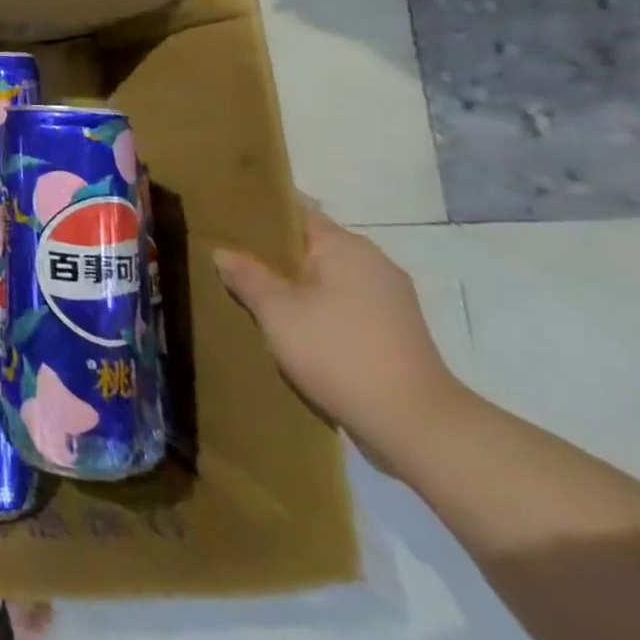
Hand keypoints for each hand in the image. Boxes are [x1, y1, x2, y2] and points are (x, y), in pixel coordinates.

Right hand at [214, 204, 465, 473]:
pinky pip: (342, 303)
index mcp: (347, 247)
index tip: (224, 220)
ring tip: (252, 293)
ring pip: (326, 276)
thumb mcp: (277, 312)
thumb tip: (223, 252)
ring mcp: (389, 299)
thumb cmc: (339, 353)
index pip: (294, 212)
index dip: (256, 213)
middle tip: (228, 258)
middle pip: (310, 245)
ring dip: (292, 283)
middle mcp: (373, 263)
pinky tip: (289, 325)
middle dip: (271, 253)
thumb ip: (246, 276)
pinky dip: (314, 306)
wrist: (416, 427)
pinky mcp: (394, 331)